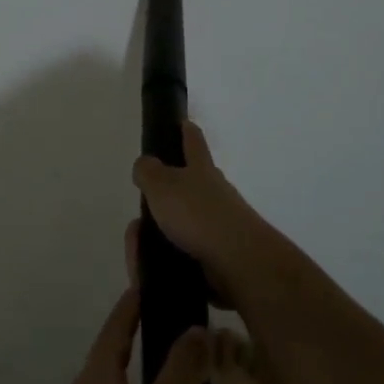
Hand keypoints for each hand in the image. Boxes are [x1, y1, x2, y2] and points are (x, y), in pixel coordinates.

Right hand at [130, 123, 275, 303]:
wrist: (238, 261)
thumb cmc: (197, 215)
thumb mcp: (161, 185)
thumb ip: (148, 172)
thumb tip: (145, 164)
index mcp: (201, 168)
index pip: (193, 141)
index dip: (186, 129)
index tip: (183, 121)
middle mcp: (216, 190)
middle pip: (198, 178)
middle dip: (180, 180)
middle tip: (155, 191)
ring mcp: (225, 221)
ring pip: (198, 213)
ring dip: (180, 218)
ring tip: (154, 231)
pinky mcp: (225, 250)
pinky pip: (199, 243)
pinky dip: (184, 246)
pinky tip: (168, 255)